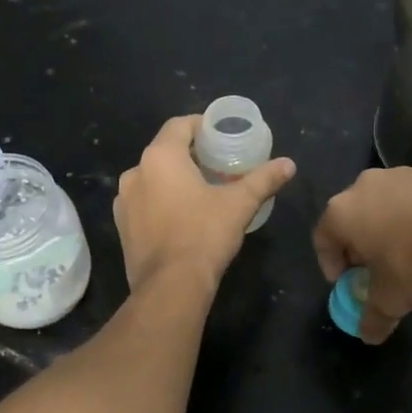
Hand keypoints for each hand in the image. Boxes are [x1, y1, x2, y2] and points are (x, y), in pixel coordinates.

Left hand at [114, 115, 295, 291]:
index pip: (179, 125)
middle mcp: (135, 173)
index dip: (201, 126)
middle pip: (164, 151)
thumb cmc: (204, 235)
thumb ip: (264, 179)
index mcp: (160, 157)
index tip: (220, 136)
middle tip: (217, 165)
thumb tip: (289, 164)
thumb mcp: (240, 204)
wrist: (170, 286)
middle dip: (190, 155)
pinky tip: (181, 217)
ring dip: (173, 180)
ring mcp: (123, 202)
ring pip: (152, 178)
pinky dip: (160, 202)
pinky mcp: (122, 227)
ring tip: (200, 192)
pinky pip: (143, 203)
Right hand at [312, 167, 411, 342]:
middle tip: (373, 268)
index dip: (331, 263)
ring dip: (386, 228)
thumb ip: (373, 317)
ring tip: (405, 254)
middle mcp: (362, 186)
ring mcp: (397, 175)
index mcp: (341, 213)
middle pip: (351, 218)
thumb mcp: (389, 299)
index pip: (322, 239)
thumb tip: (368, 335)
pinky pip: (411, 200)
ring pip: (382, 206)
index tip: (345, 281)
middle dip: (358, 244)